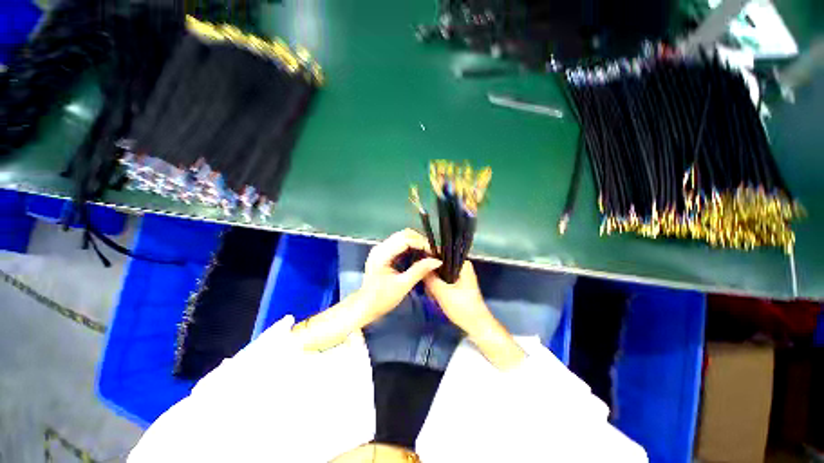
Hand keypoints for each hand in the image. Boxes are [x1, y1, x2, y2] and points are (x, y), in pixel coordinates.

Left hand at [358, 229, 441, 323]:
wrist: (365, 306)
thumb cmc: (382, 298)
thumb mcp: (403, 285)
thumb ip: (420, 270)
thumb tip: (437, 261)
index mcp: (382, 254)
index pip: (406, 239)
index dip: (422, 243)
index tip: (434, 253)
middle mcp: (380, 247)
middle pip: (404, 234)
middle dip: (420, 241)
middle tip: (432, 253)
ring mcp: (381, 249)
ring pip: (402, 237)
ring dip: (416, 242)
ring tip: (427, 254)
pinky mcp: (383, 253)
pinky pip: (399, 243)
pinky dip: (411, 246)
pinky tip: (418, 255)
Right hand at [423, 260, 491, 334]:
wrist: (477, 326)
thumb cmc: (462, 307)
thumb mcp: (442, 292)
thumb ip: (429, 278)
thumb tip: (417, 266)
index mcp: (462, 263)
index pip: (441, 253)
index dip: (428, 259)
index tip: (418, 268)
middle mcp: (462, 266)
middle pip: (440, 264)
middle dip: (430, 275)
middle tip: (426, 287)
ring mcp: (460, 276)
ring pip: (440, 273)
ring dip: (433, 282)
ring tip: (431, 294)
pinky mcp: (458, 284)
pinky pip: (444, 280)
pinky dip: (438, 286)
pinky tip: (434, 296)